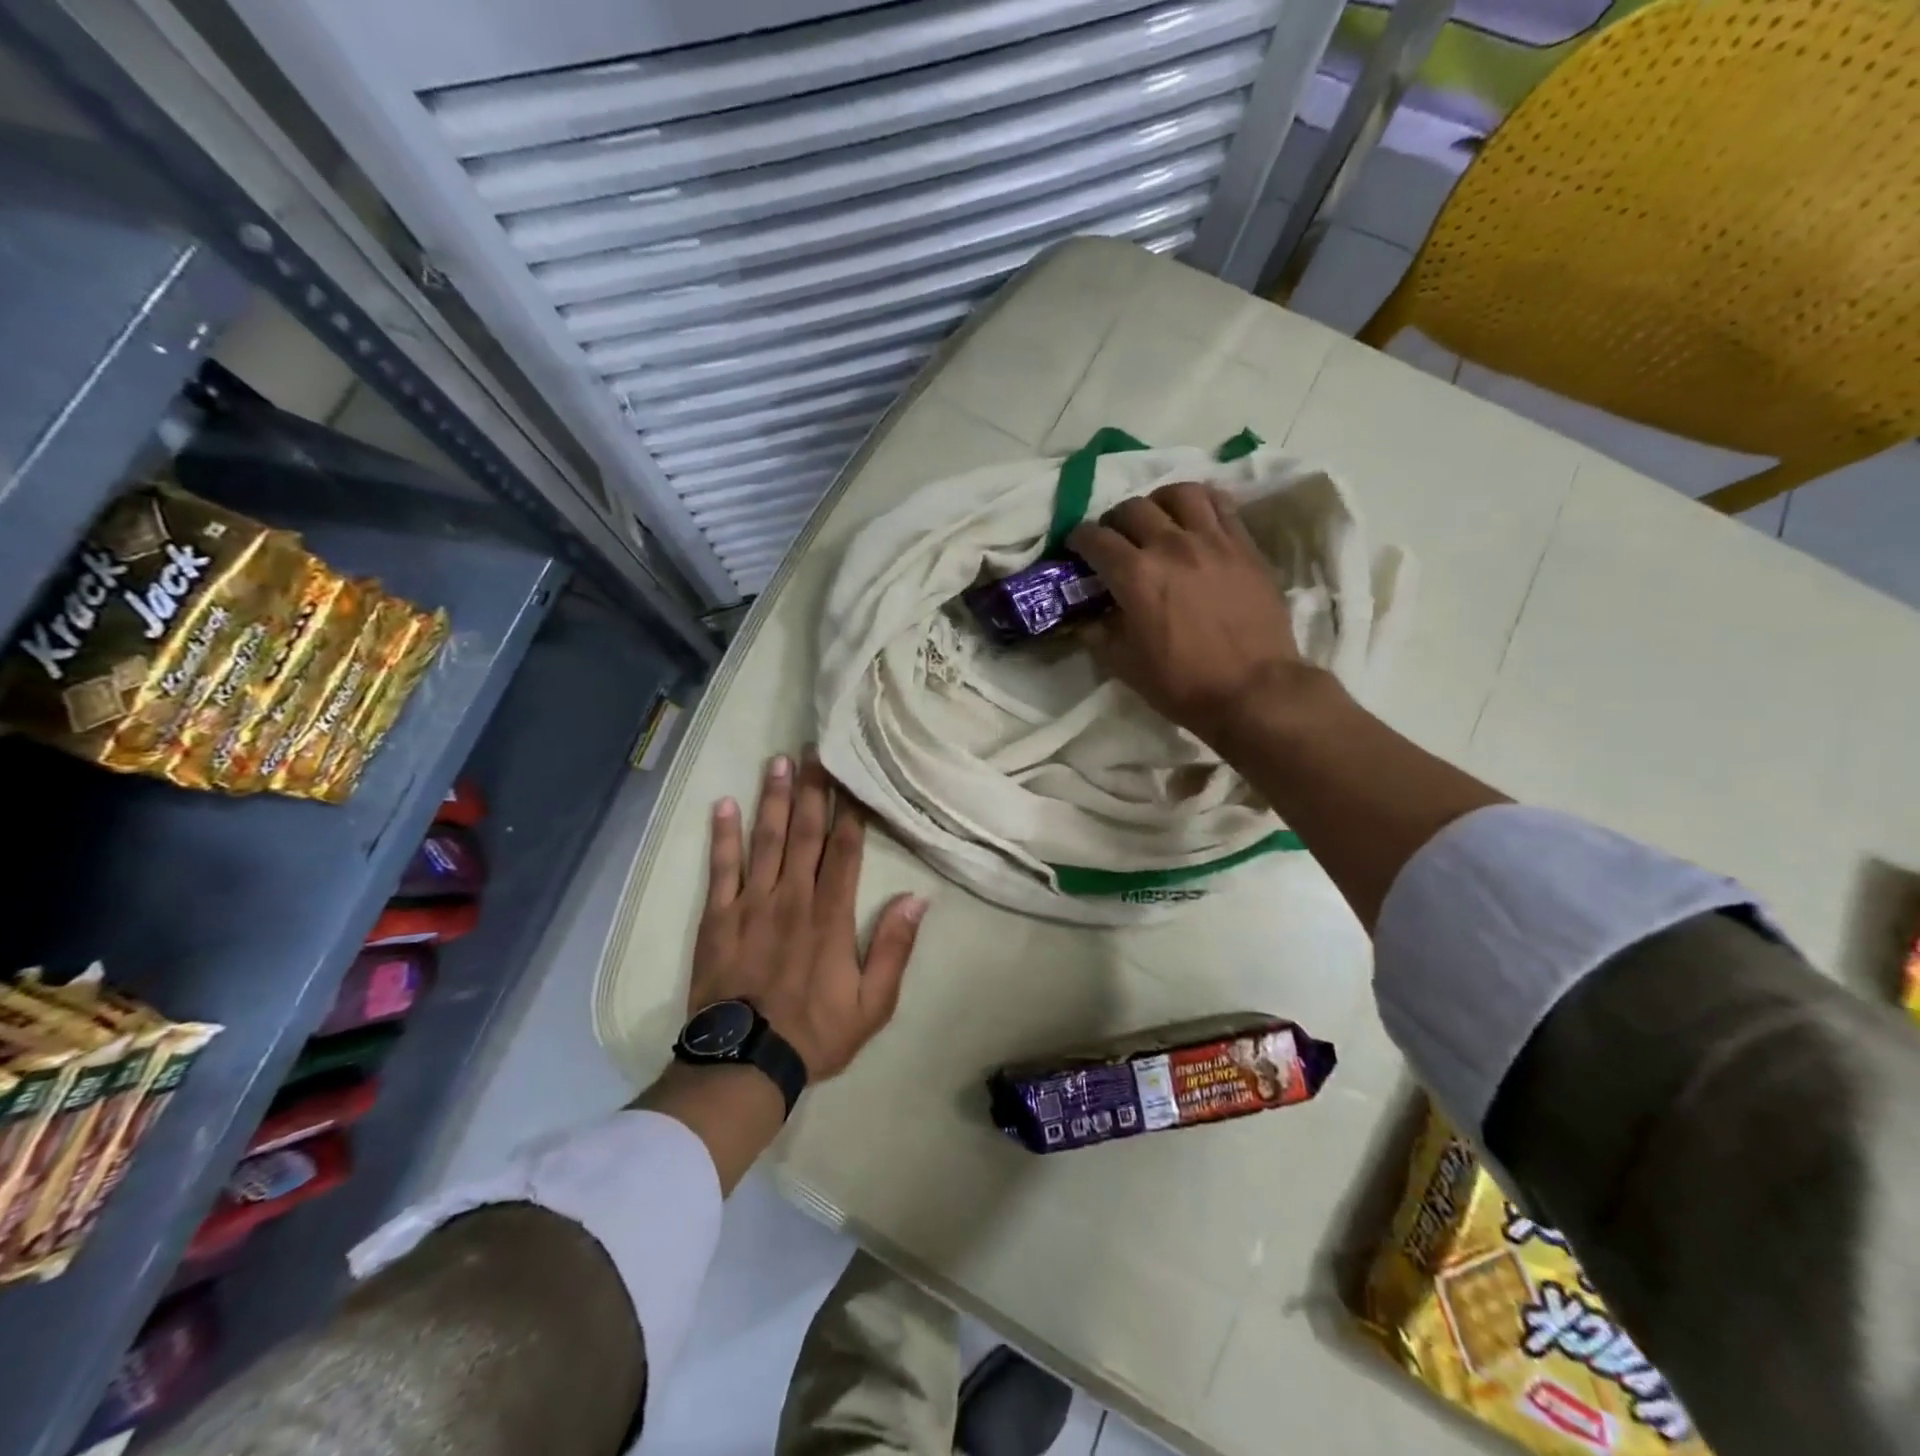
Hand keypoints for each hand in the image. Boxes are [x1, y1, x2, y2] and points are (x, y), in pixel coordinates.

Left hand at [690, 749, 927, 1080]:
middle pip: (805, 833)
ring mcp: (751, 904)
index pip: (844, 850)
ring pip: (765, 839)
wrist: (745, 1063)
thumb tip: (917, 898)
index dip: (850, 811)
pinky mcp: (718, 917)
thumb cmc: (816, 1033)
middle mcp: (792, 897)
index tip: (853, 776)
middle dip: (812, 789)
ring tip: (778, 761)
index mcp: (830, 915)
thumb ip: (894, 948)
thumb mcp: (874, 1004)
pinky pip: (721, 868)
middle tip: (815, 750)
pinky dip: (722, 835)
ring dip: (772, 798)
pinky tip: (723, 804)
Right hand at [1068, 481, 1309, 748]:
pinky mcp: (1244, 545)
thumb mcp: (1124, 666)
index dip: (1078, 540)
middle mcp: (1170, 545)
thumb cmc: (1182, 683)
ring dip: (1159, 503)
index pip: (1095, 538)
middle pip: (1132, 508)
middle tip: (1115, 541)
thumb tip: (1087, 618)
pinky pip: (1221, 504)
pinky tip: (1196, 520)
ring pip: (1179, 493)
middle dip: (1114, 522)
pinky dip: (1201, 504)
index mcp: (1135, 575)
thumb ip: (1098, 634)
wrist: (1253, 690)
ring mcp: (1212, 540)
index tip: (1077, 549)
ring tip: (1158, 519)